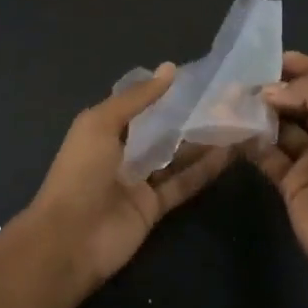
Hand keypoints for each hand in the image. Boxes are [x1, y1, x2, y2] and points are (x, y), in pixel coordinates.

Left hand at [24, 65, 235, 286]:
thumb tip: (171, 68)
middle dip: (190, 116)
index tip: (200, 78)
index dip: (165, 92)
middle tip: (228, 100)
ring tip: (236, 121)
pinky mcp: (155, 207)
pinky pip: (183, 183)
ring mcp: (139, 181)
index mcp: (104, 129)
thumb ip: (137, 98)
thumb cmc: (81, 173)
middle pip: (162, 131)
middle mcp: (123, 152)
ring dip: (203, 142)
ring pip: (176, 157)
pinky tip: (230, 153)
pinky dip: (204, 170)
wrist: (70, 239)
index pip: (140, 105)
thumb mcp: (101, 124)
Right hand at [251, 51, 307, 287]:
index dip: (304, 69)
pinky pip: (267, 155)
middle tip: (241, 78)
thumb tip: (270, 90)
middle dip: (275, 89)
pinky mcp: (290, 183)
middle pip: (301, 103)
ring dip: (259, 113)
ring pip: (280, 127)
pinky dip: (250, 141)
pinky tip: (232, 128)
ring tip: (230, 99)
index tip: (271, 58)